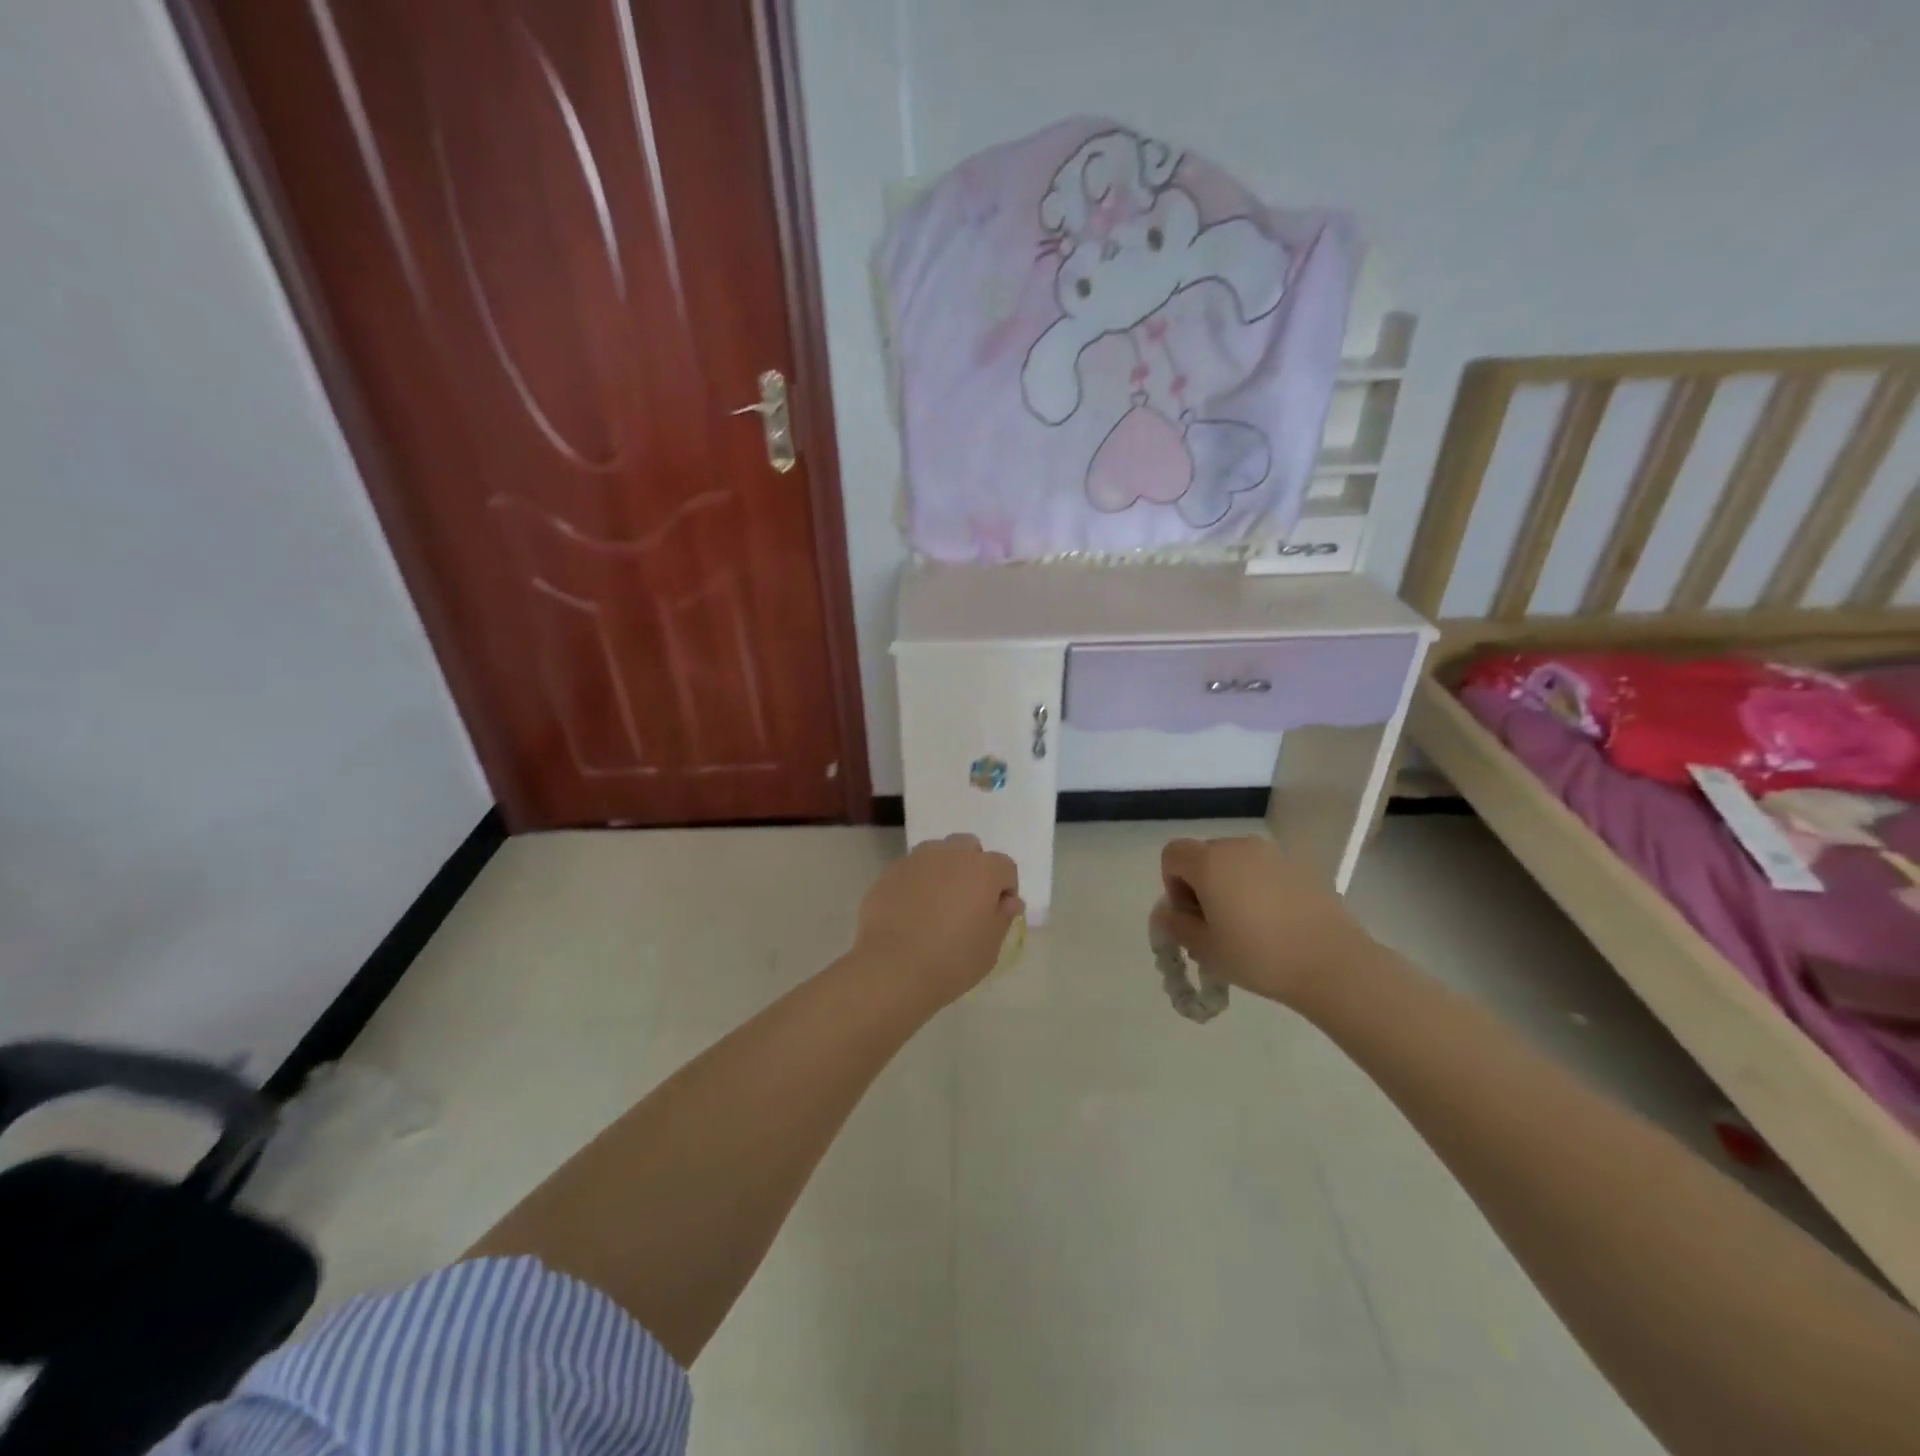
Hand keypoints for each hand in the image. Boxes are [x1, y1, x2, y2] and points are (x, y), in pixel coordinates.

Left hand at [855, 834, 1022, 1005]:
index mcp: (983, 869)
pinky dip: (917, 883)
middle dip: (974, 868)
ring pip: (938, 854)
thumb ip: (1002, 916)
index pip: (1005, 867)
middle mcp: (950, 854)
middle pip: (969, 848)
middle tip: (968, 903)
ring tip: (937, 904)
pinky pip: (912, 870)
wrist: (893, 969)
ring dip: (944, 870)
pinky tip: (911, 911)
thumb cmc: (952, 960)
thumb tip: (1008, 900)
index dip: (1005, 889)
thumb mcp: (990, 946)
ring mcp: (916, 860)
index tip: (997, 913)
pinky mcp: (890, 872)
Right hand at [1152, 836, 1375, 1007]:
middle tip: (1216, 926)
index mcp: (1210, 862)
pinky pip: (1265, 871)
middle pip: (1204, 856)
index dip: (1173, 884)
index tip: (1191, 916)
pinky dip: (1260, 888)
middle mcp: (1239, 846)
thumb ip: (1175, 925)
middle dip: (1201, 885)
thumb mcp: (1204, 949)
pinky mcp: (1301, 867)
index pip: (1172, 855)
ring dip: (1231, 885)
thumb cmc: (1259, 956)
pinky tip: (1276, 923)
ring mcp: (1273, 854)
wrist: (1333, 964)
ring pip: (1236, 862)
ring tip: (1248, 925)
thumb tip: (1166, 913)